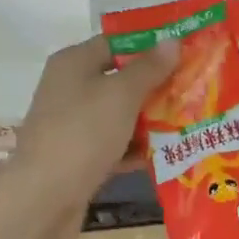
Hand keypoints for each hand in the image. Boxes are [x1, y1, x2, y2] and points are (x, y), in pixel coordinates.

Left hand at [8, 34, 178, 216]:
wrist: (44, 198)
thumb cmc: (83, 133)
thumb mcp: (121, 94)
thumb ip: (149, 68)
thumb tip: (172, 40)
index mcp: (73, 63)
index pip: (116, 43)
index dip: (149, 46)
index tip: (184, 52)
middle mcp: (70, 88)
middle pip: (119, 80)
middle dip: (156, 86)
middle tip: (195, 90)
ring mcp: (72, 125)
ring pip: (119, 115)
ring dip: (150, 120)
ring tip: (190, 121)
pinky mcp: (78, 157)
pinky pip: (114, 145)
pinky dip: (136, 149)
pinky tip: (167, 155)